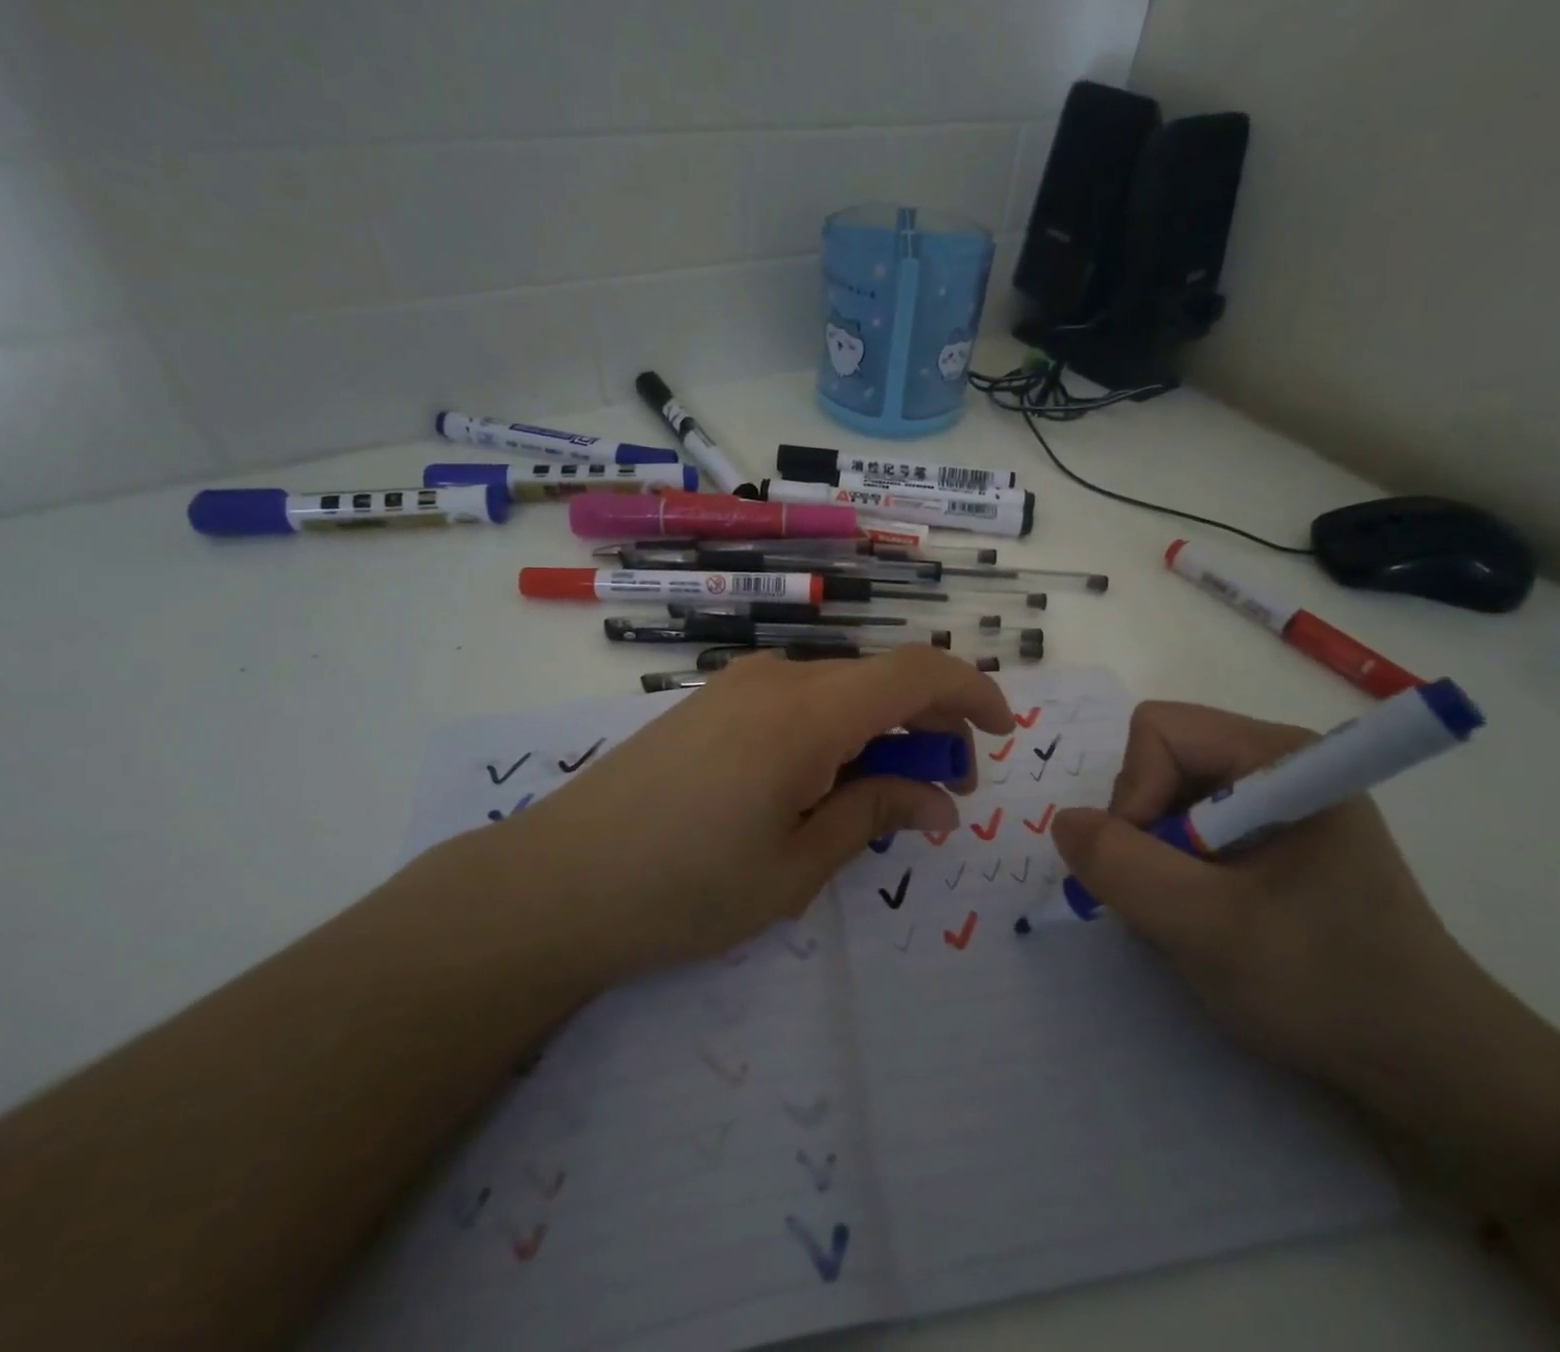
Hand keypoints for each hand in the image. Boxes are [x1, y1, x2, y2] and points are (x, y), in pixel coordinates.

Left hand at [490, 646, 1012, 987]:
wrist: (556, 882)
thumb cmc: (685, 888)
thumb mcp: (797, 866)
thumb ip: (874, 813)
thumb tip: (939, 800)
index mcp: (807, 713)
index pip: (917, 671)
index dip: (973, 692)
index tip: (1003, 732)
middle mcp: (777, 679)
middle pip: (881, 678)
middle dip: (930, 724)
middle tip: (944, 792)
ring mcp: (737, 686)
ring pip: (840, 690)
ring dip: (881, 730)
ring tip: (886, 795)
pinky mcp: (711, 704)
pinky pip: (798, 701)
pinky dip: (836, 730)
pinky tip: (825, 782)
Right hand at [1052, 701, 1509, 1127]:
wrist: (1428, 1068)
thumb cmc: (1326, 987)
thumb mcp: (1208, 929)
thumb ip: (1123, 867)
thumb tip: (1064, 822)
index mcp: (1279, 756)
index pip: (1159, 731)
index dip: (1135, 792)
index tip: (1153, 868)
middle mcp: (1275, 764)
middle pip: (1158, 761)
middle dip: (1144, 830)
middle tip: (1172, 901)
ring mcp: (1274, 802)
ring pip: (1165, 799)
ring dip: (1157, 858)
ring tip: (1194, 919)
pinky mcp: (1271, 840)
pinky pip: (1188, 831)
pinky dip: (1176, 873)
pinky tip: (1208, 920)